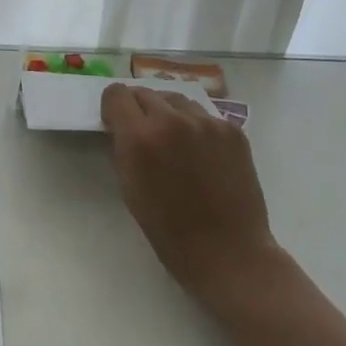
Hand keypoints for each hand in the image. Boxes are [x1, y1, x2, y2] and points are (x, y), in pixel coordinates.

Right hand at [100, 85, 278, 304]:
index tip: (116, 123)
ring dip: (168, 114)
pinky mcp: (232, 130)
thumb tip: (122, 127)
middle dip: (138, 109)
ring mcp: (207, 122)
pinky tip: (201, 154)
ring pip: (177, 100)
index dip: (113, 108)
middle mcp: (173, 120)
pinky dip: (196, 127)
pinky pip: (204, 116)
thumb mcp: (129, 189)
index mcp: (141, 137)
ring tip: (174, 142)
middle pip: (145, 93)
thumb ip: (124, 149)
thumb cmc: (170, 232)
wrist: (229, 252)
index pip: (117, 95)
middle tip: (144, 134)